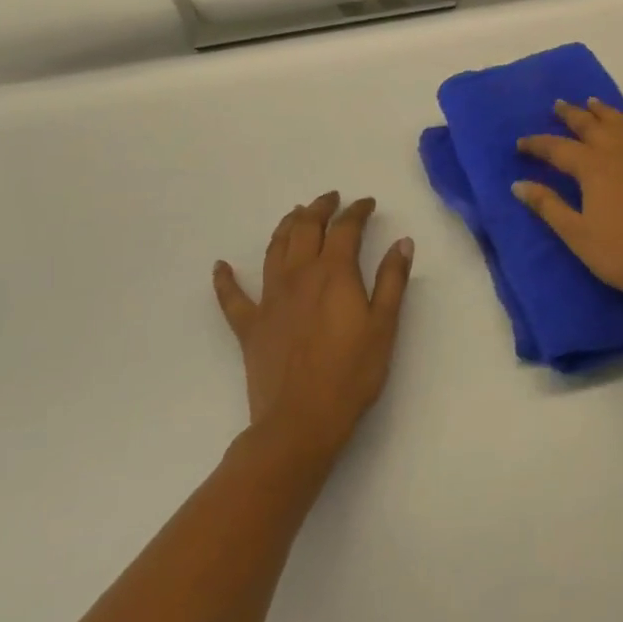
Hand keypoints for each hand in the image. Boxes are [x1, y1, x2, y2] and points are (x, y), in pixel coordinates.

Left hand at [212, 192, 411, 466]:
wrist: (300, 422)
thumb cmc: (351, 374)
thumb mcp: (384, 326)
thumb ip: (392, 280)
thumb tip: (402, 241)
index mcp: (334, 273)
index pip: (345, 228)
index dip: (357, 211)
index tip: (366, 203)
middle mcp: (299, 275)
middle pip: (306, 228)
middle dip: (320, 208)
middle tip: (330, 199)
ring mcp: (270, 299)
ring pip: (274, 249)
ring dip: (285, 226)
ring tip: (295, 215)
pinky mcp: (249, 326)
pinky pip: (232, 297)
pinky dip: (225, 280)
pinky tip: (220, 267)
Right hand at [514, 99, 622, 307]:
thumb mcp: (577, 234)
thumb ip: (548, 206)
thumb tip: (518, 184)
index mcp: (593, 166)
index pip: (557, 147)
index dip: (537, 144)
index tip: (520, 143)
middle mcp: (618, 151)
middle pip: (590, 124)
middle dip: (571, 114)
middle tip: (558, 105)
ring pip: (621, 123)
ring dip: (603, 112)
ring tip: (592, 103)